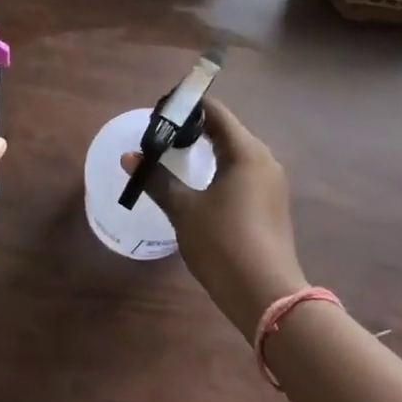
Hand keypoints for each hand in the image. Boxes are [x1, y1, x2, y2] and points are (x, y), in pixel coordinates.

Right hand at [121, 99, 304, 335]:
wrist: (266, 295)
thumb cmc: (223, 243)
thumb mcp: (184, 210)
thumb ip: (157, 180)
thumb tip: (130, 157)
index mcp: (246, 151)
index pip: (216, 112)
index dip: (186, 106)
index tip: (159, 113)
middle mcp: (265, 160)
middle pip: (227, 130)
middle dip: (194, 128)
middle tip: (161, 135)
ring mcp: (272, 183)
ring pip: (236, 153)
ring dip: (207, 150)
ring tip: (175, 157)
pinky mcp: (271, 204)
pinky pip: (242, 173)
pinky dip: (220, 169)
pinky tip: (200, 185)